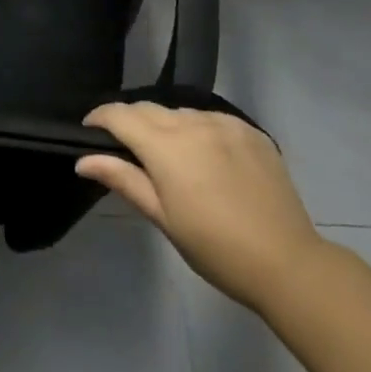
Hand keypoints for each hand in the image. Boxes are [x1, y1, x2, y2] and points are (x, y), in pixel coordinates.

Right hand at [77, 103, 324, 311]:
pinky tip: (205, 158)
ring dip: (165, 126)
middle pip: (148, 108)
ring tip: (169, 157)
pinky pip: (211, 119)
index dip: (99, 118)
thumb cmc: (215, 248)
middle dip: (130, 121)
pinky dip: (198, 131)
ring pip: (180, 113)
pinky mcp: (250, 131)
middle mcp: (193, 123)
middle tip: (126, 150)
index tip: (89, 132)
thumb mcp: (163, 218)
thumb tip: (83, 160)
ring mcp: (225, 123)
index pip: (120, 115)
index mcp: (166, 146)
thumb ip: (123, 180)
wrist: (287, 263)